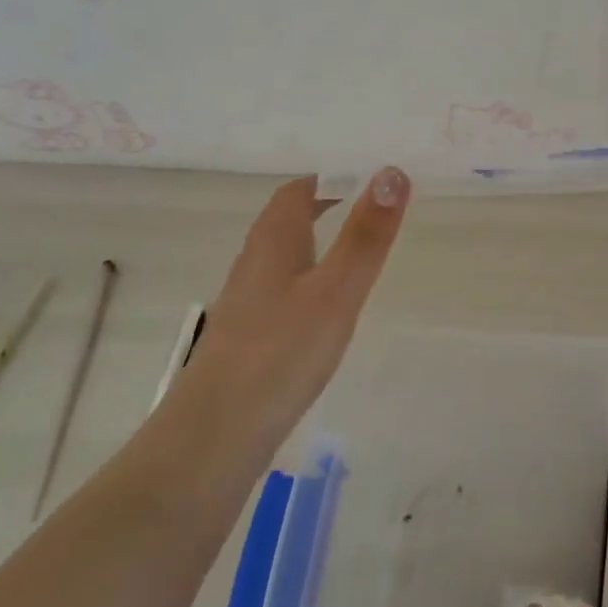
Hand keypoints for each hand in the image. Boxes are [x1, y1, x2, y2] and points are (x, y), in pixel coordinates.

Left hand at [193, 168, 410, 437]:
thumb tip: (391, 171)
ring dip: (317, 241)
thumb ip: (366, 234)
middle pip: (288, 219)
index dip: (330, 177)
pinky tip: (326, 307)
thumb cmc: (282, 351)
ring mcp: (248, 302)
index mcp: (274, 241)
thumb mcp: (337, 289)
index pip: (298, 190)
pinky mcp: (249, 337)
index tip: (369, 176)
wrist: (216, 435)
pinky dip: (310, 279)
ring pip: (285, 255)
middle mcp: (255, 263)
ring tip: (356, 249)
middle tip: (371, 206)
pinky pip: (283, 290)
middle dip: (325, 204)